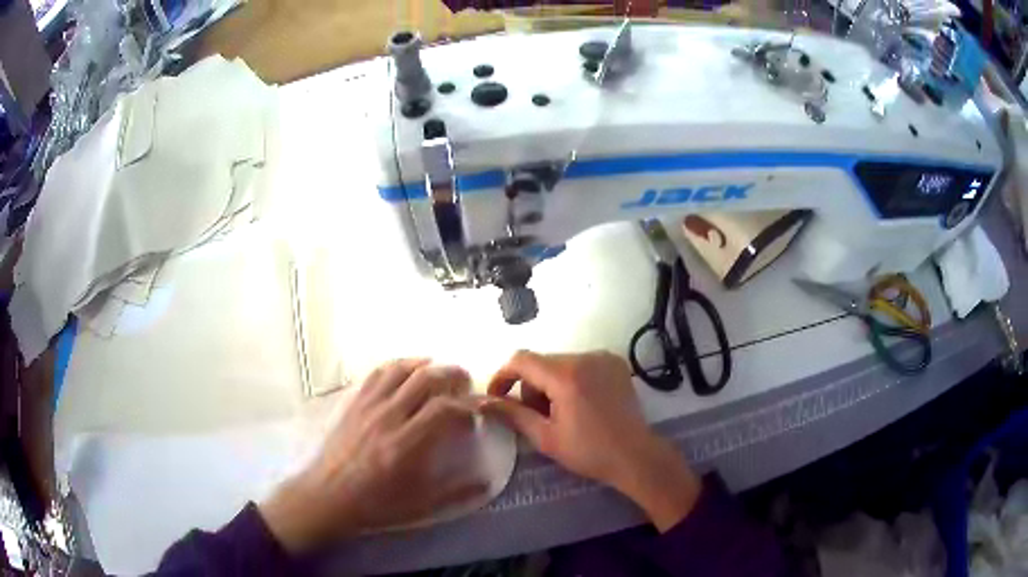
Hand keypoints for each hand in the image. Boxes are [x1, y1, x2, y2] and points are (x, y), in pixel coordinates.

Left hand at [259, 360, 487, 553]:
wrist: (328, 496)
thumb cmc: (375, 503)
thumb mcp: (419, 506)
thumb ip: (456, 493)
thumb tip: (487, 481)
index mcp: (405, 444)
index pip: (445, 409)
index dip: (467, 408)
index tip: (474, 418)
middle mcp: (388, 417)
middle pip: (426, 379)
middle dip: (453, 376)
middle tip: (465, 385)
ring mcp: (368, 405)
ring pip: (402, 369)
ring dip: (427, 365)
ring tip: (441, 372)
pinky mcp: (354, 402)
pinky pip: (378, 372)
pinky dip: (399, 366)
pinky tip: (408, 371)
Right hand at [482, 351, 700, 531]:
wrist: (635, 456)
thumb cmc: (588, 451)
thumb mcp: (545, 437)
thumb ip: (512, 414)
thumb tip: (482, 402)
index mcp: (566, 375)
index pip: (521, 360)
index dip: (503, 376)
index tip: (497, 398)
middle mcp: (585, 357)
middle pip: (542, 363)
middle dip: (531, 386)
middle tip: (536, 416)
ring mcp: (603, 357)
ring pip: (561, 363)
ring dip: (551, 384)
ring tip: (560, 413)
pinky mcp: (615, 363)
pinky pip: (581, 364)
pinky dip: (571, 380)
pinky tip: (580, 405)